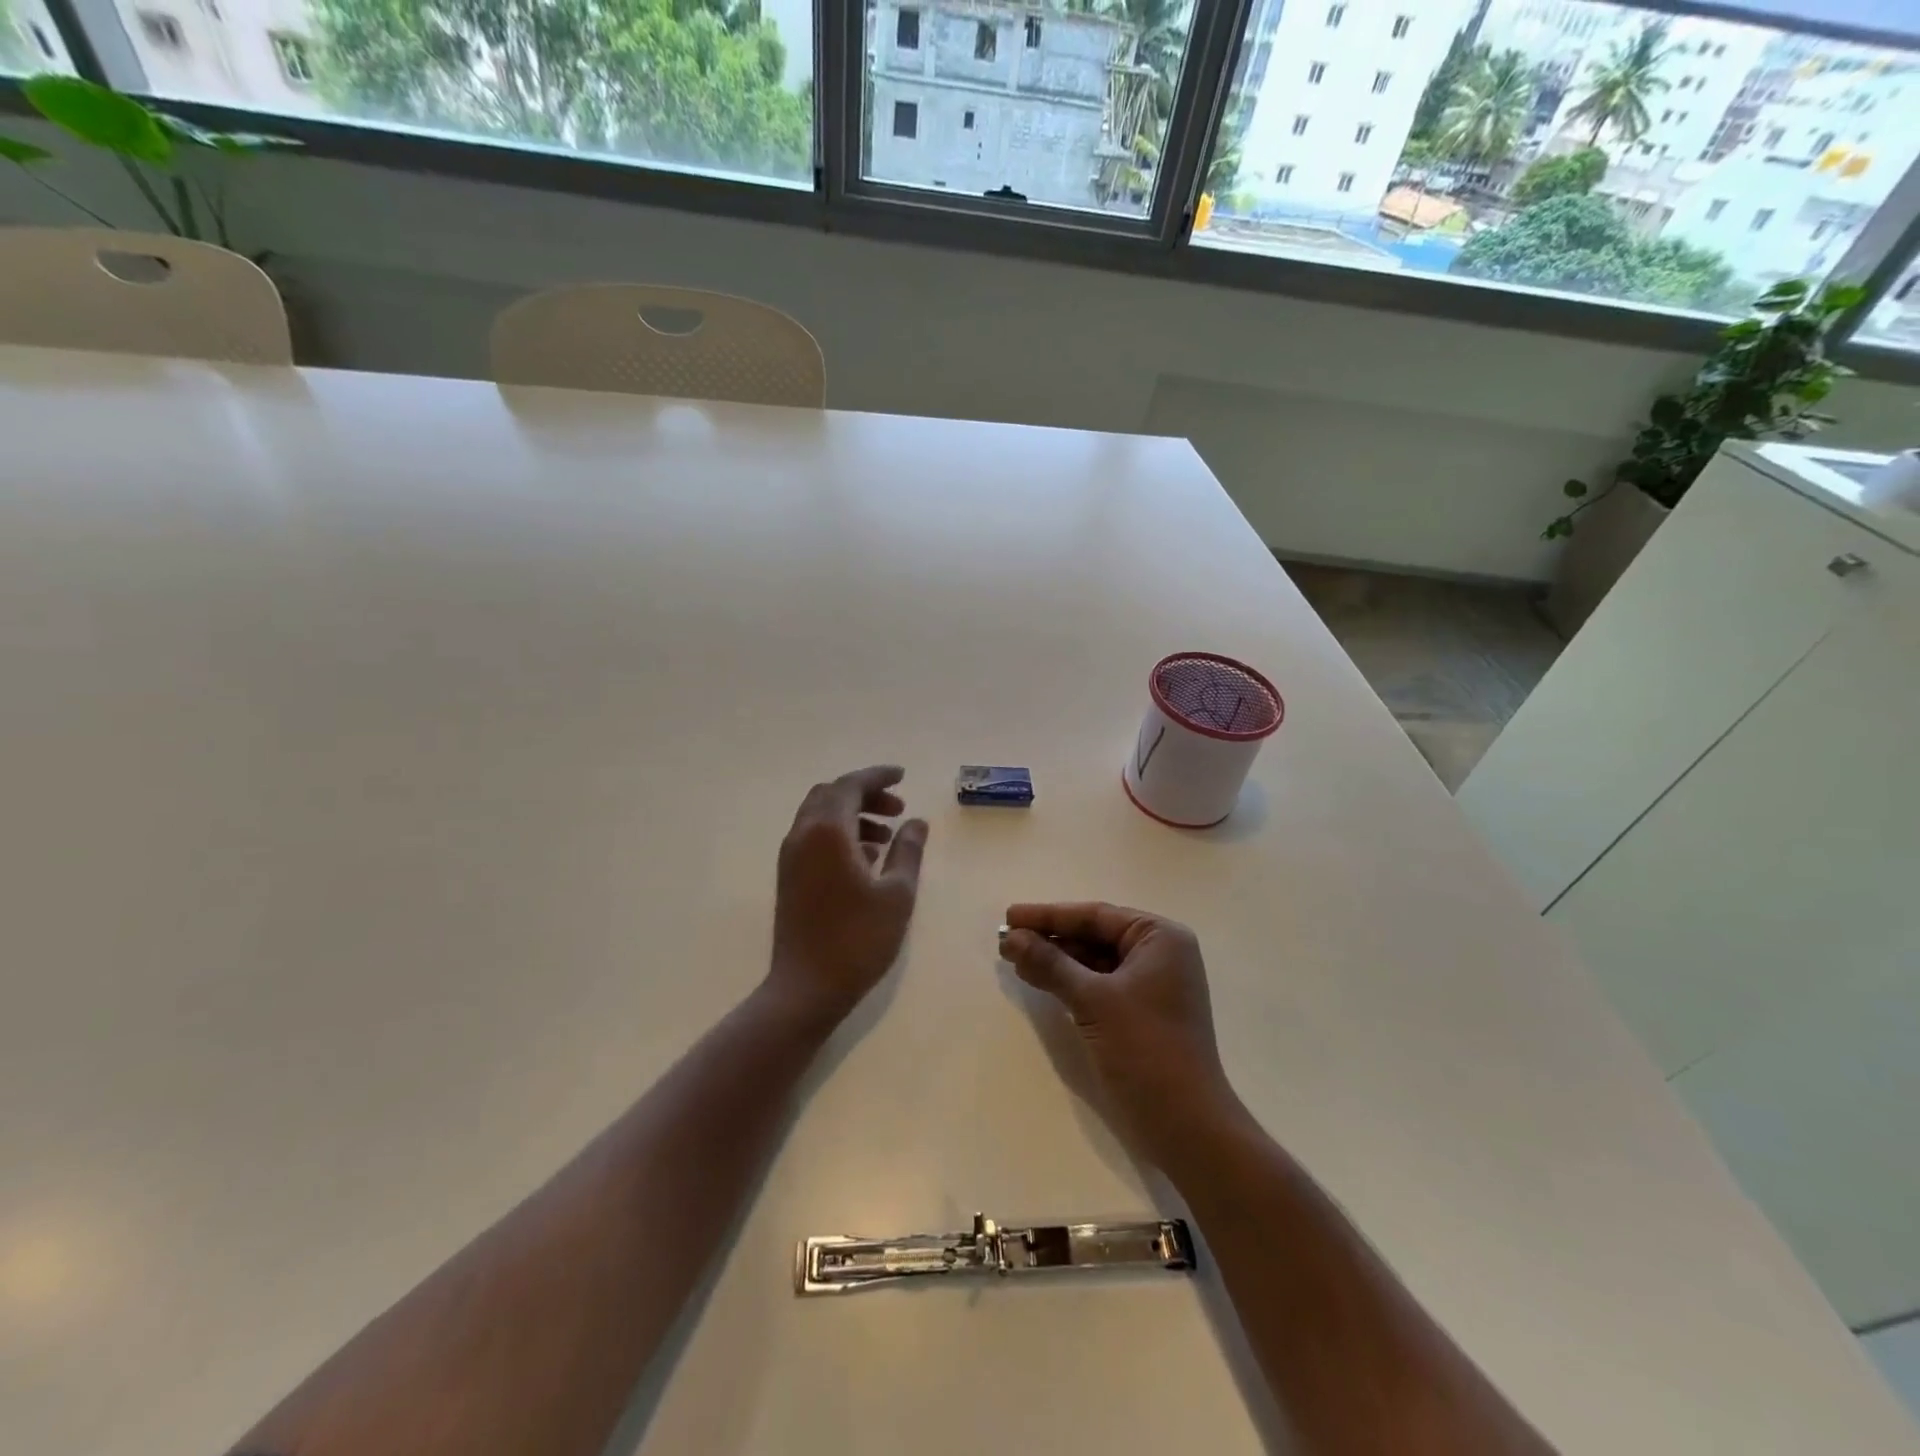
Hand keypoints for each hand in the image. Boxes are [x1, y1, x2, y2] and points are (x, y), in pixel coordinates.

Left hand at [765, 765, 928, 1032]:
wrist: (805, 988)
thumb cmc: (858, 939)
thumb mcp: (897, 894)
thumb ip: (908, 851)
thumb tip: (916, 821)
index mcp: (828, 832)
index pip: (850, 785)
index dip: (877, 776)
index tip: (903, 776)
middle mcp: (803, 835)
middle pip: (831, 795)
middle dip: (865, 794)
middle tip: (897, 808)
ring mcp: (791, 857)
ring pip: (820, 816)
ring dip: (853, 814)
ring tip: (887, 836)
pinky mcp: (788, 877)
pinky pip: (813, 837)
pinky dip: (839, 834)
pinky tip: (866, 859)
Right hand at [1000, 902, 1238, 1169]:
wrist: (1186, 1126)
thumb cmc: (1145, 1049)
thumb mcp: (1093, 1000)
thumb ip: (1050, 964)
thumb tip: (1010, 938)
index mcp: (1160, 938)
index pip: (1096, 916)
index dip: (1049, 915)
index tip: (1010, 915)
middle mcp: (1160, 954)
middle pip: (1094, 936)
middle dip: (1050, 938)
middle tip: (1006, 940)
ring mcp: (1152, 985)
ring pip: (1094, 961)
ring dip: (1056, 961)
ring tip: (1014, 959)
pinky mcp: (1141, 1013)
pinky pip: (1099, 985)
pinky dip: (1069, 982)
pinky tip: (1039, 980)